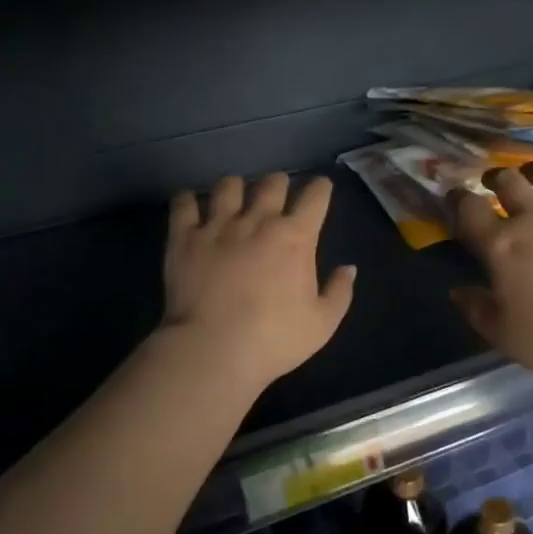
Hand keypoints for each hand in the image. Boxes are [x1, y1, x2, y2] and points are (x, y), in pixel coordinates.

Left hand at [161, 173, 355, 389]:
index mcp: (295, 237)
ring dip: (236, 187)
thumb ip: (339, 292)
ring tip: (234, 196)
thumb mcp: (322, 324)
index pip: (315, 197)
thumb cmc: (273, 340)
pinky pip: (183, 203)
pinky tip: (190, 204)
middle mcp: (257, 220)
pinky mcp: (184, 237)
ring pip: (228, 185)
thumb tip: (348, 268)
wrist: (213, 350)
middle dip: (279, 183)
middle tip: (277, 192)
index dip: (321, 188)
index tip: (321, 188)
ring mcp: (217, 225)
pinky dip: (188, 199)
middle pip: (271, 183)